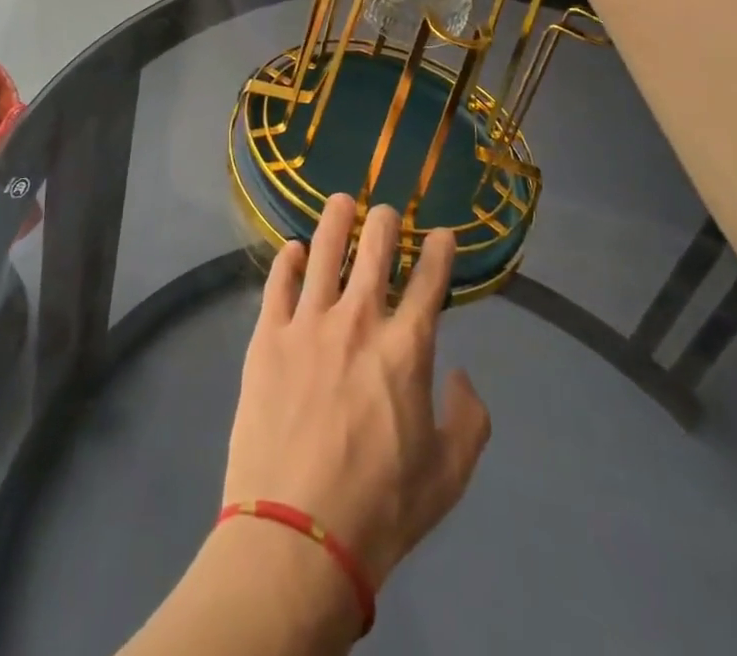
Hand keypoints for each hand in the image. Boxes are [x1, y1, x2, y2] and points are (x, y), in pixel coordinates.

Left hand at [223, 195, 490, 587]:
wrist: (297, 534)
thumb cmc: (381, 508)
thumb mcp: (449, 475)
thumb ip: (469, 418)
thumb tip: (462, 374)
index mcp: (406, 348)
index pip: (430, 280)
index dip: (440, 250)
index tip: (443, 234)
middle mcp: (358, 319)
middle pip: (375, 248)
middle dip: (386, 221)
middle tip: (387, 212)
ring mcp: (308, 323)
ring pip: (324, 250)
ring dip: (337, 219)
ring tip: (342, 201)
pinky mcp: (267, 336)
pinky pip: (278, 282)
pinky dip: (289, 259)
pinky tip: (294, 249)